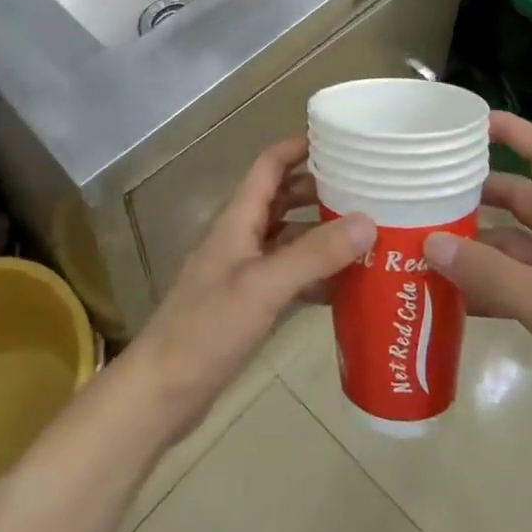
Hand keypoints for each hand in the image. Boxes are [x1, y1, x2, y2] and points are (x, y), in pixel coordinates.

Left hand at [124, 137, 375, 441]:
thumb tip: (368, 221)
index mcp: (237, 219)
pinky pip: (287, 275)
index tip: (338, 139)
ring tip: (365, 233)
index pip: (269, 165)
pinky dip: (313, 274)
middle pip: (281, 198)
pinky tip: (344, 286)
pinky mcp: (247, 304)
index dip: (298, 146)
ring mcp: (242, 271)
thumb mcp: (264, 286)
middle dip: (318, 189)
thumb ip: (314, 254)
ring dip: (320, 232)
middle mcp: (240, 237)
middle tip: (365, 188)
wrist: (163, 392)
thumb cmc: (208, 329)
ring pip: (287, 238)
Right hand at [423, 112, 531, 462]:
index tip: (473, 123)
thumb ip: (489, 274)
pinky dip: (483, 285)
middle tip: (429, 194)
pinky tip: (450, 297)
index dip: (515, 131)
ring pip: (509, 244)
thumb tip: (430, 241)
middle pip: (518, 200)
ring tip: (426, 246)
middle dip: (476, 194)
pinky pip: (511, 283)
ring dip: (474, 244)